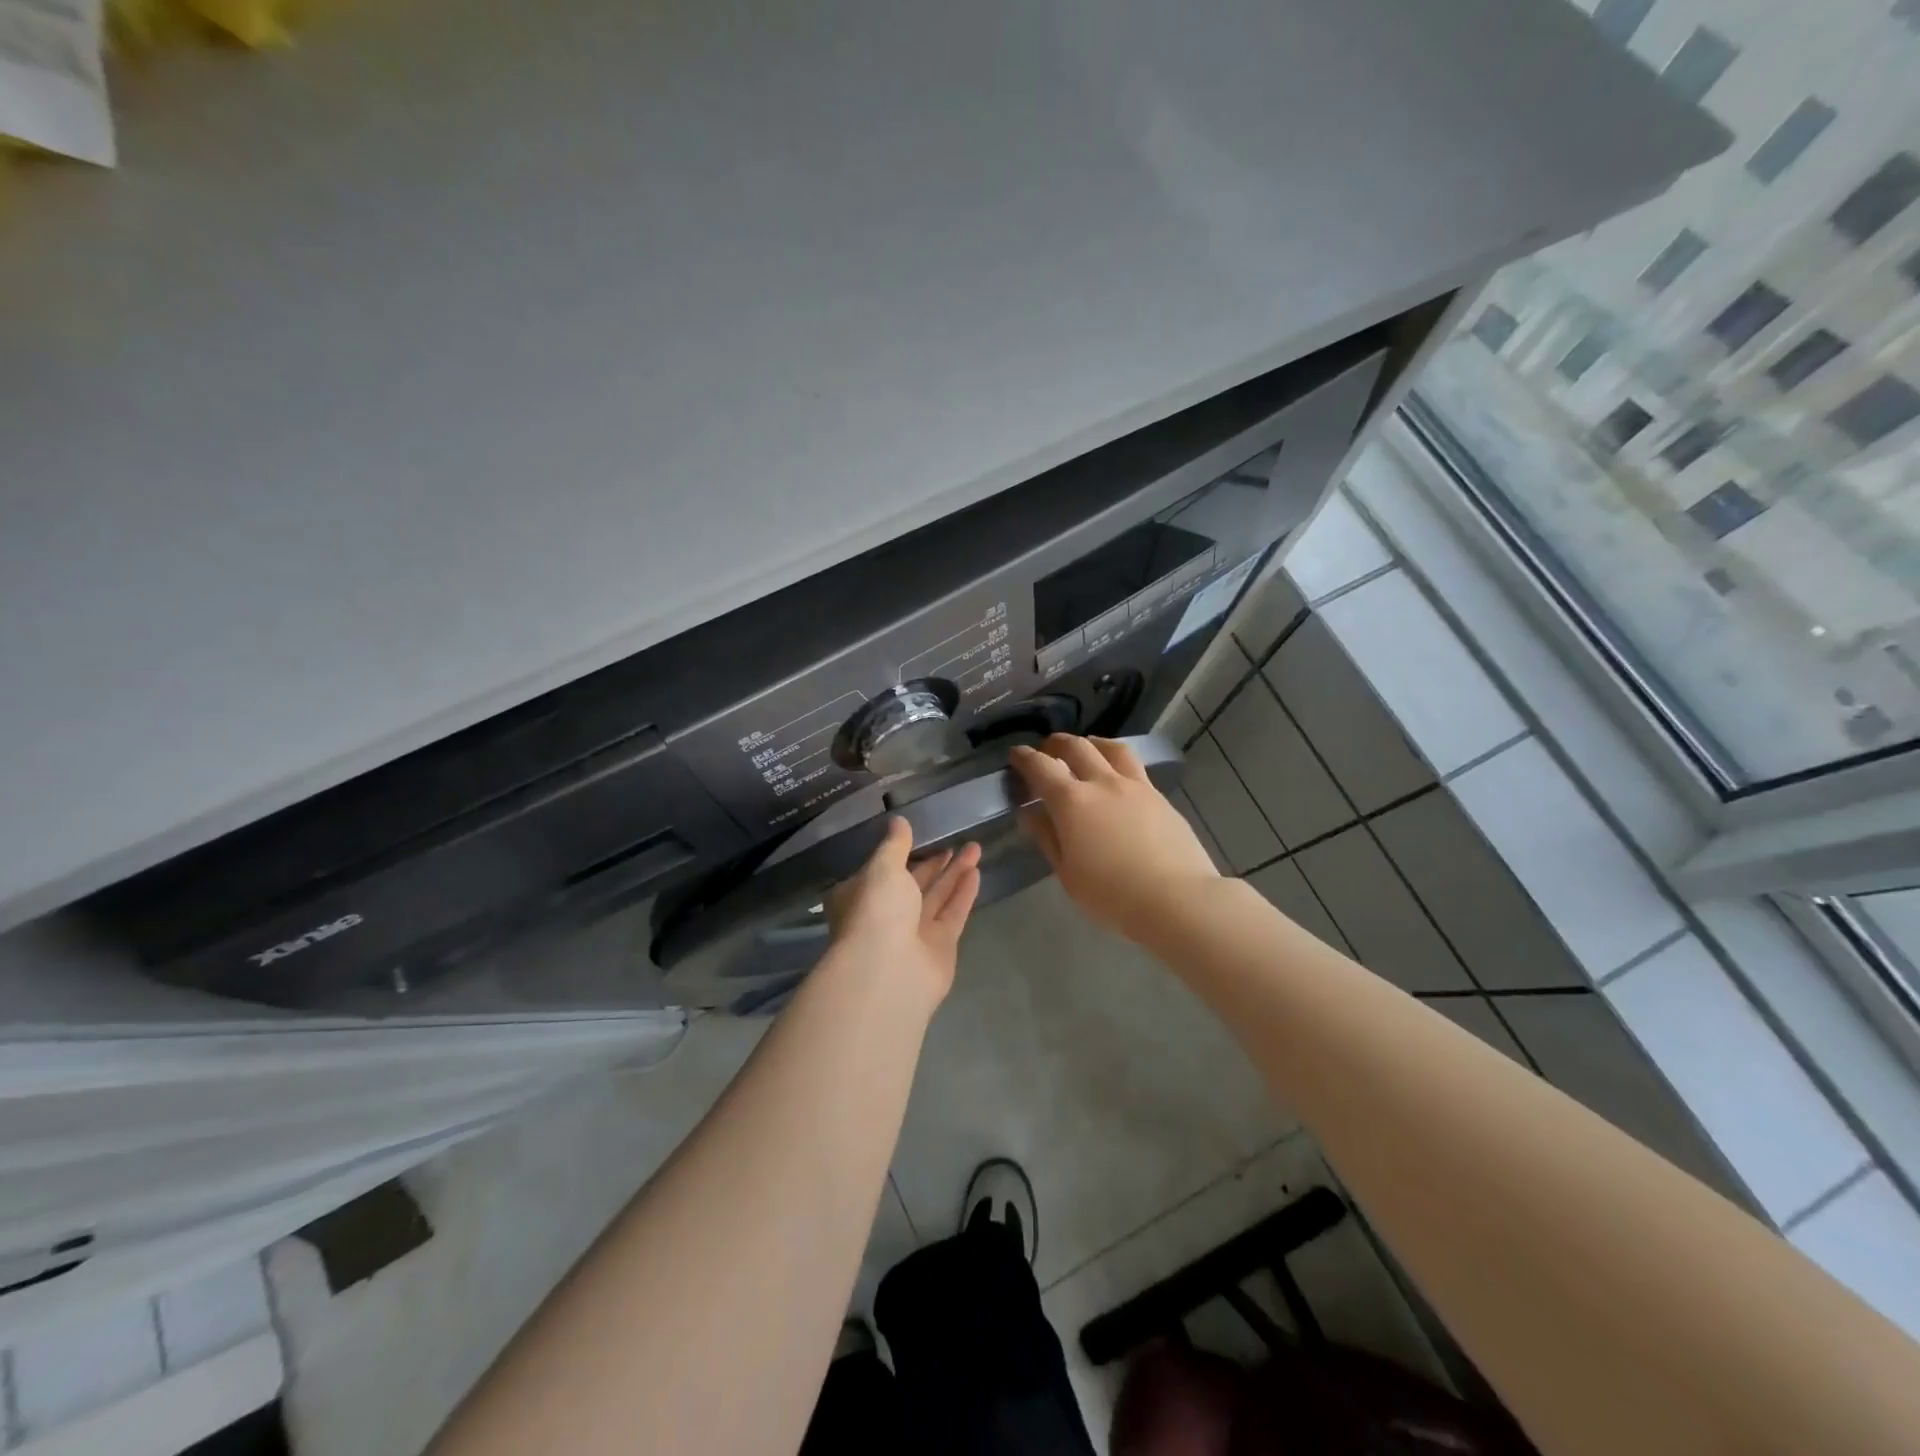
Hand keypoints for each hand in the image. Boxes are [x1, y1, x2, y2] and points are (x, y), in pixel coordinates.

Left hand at [827, 818, 981, 1007]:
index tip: (922, 834)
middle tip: (956, 839)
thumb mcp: (882, 868)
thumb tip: (898, 820)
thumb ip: (895, 844)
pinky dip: (963, 893)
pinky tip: (976, 871)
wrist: (889, 971)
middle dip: (934, 862)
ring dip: (955, 873)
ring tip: (975, 847)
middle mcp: (886, 915)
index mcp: (862, 896)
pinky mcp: (940, 947)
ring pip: (937, 897)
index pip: (883, 871)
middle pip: (914, 884)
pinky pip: (953, 914)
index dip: (902, 853)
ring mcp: (914, 933)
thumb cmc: (876, 911)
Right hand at [1011, 734, 1219, 943]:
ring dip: (1091, 743)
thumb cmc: (1112, 895)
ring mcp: (1135, 786)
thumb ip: (1047, 838)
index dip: (1025, 757)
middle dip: (1056, 743)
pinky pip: (1134, 766)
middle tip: (1047, 749)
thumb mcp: (1068, 874)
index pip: (1041, 767)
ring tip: (1086, 749)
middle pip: (1077, 747)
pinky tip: (1117, 777)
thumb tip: (1030, 814)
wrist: (1177, 899)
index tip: (1017, 754)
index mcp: (1072, 801)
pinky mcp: (1159, 796)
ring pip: (1111, 748)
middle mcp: (1102, 783)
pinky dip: (1117, 761)